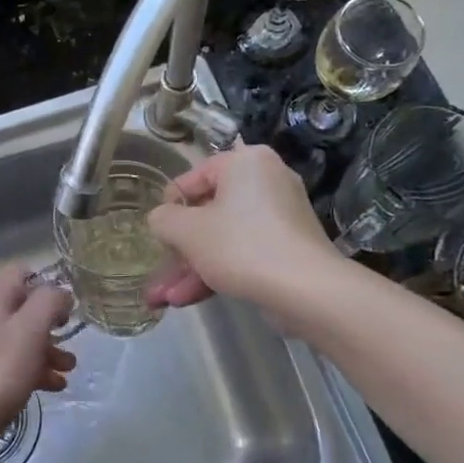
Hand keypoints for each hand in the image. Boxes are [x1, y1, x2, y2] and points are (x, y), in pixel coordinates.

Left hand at [0, 267, 75, 462]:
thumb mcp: (30, 329)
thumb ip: (49, 302)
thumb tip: (60, 291)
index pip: (23, 273)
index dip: (48, 286)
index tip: (69, 308)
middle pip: (23, 308)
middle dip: (51, 324)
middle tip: (72, 340)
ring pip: (19, 338)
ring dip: (46, 351)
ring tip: (68, 371)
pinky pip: (10, 363)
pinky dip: (32, 370)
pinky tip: (51, 388)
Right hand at [146, 144, 336, 309]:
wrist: (307, 291)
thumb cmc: (241, 246)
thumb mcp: (187, 231)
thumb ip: (163, 219)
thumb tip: (162, 220)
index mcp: (245, 162)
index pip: (193, 177)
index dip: (169, 207)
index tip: (156, 234)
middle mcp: (266, 181)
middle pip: (208, 213)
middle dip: (179, 250)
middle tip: (158, 273)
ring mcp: (280, 216)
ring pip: (223, 238)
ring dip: (191, 268)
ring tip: (163, 299)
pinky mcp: (288, 247)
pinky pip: (243, 252)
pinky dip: (217, 271)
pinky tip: (187, 299)